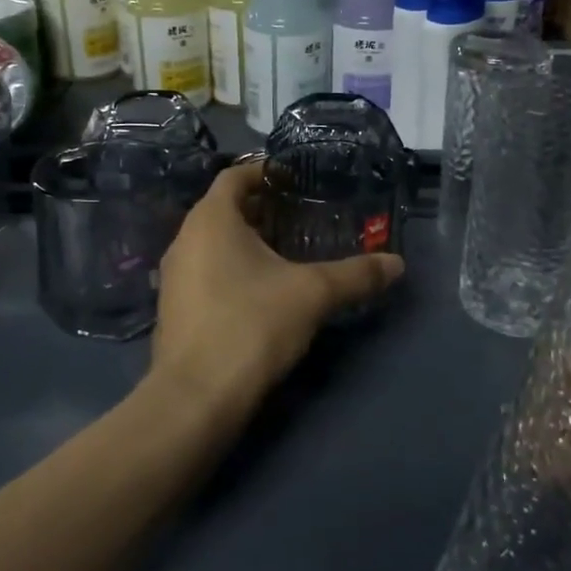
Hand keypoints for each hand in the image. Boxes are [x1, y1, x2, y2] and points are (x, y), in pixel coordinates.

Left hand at [151, 160, 404, 414]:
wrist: (195, 399)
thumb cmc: (251, 325)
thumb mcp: (312, 295)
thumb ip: (355, 275)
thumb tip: (397, 264)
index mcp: (211, 219)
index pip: (235, 175)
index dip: (265, 171)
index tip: (296, 178)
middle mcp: (185, 238)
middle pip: (224, 208)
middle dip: (262, 209)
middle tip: (301, 215)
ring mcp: (173, 276)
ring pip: (213, 242)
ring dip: (247, 241)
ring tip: (287, 252)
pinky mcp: (174, 309)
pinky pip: (205, 271)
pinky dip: (232, 268)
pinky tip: (262, 292)